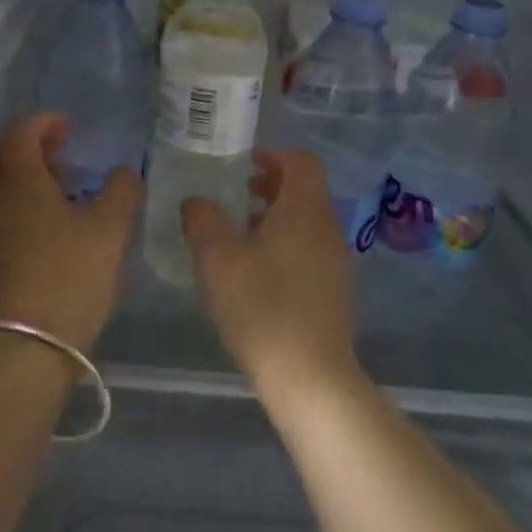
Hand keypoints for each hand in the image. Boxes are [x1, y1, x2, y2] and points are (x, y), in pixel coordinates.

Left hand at [0, 114, 139, 352]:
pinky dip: (16, 203)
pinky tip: (47, 227)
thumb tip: (123, 173)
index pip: (19, 133)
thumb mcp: (109, 230)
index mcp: (19, 182)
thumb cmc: (69, 277)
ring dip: (20, 175)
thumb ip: (121, 192)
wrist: (26, 346)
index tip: (68, 126)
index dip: (43, 123)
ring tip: (60, 190)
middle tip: (59, 153)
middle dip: (24, 144)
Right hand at [181, 149, 361, 400]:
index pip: (302, 162)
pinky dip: (286, 243)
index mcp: (304, 211)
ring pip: (307, 221)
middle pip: (306, 190)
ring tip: (240, 234)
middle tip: (236, 195)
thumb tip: (195, 201)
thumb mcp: (217, 260)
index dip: (274, 155)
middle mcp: (327, 229)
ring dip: (276, 216)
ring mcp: (336, 261)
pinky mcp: (335, 290)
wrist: (309, 376)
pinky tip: (257, 272)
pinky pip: (310, 249)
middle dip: (271, 186)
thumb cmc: (261, 308)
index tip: (244, 164)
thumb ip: (203, 221)